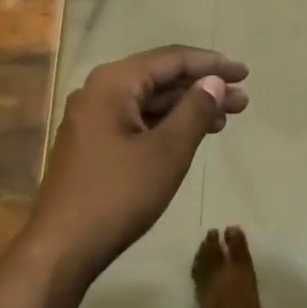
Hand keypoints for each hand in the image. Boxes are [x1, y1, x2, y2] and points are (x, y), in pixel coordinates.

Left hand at [22, 46, 248, 277]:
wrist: (62, 247)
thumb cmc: (118, 195)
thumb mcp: (167, 151)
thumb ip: (194, 110)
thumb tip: (214, 81)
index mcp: (113, 83)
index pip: (171, 59)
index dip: (211, 64)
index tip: (244, 73)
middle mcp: (98, 92)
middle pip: (160, 78)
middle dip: (203, 87)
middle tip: (242, 100)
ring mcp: (92, 119)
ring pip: (149, 102)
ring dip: (187, 107)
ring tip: (226, 118)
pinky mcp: (93, 144)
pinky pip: (137, 121)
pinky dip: (167, 125)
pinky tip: (192, 135)